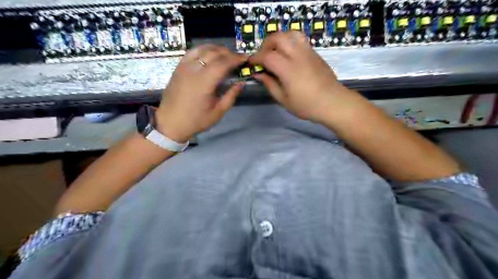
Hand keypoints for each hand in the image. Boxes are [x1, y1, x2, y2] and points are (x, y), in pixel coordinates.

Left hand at [155, 46, 243, 141]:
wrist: (170, 122)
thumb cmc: (196, 120)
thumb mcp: (218, 112)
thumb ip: (231, 96)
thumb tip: (241, 83)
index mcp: (204, 82)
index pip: (223, 63)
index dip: (235, 59)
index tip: (245, 58)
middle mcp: (193, 70)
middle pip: (213, 53)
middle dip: (228, 53)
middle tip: (238, 57)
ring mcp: (184, 67)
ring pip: (202, 49)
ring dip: (216, 49)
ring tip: (226, 54)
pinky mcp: (178, 67)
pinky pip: (192, 52)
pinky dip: (204, 50)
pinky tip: (209, 55)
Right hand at [249, 31, 357, 121]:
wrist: (333, 102)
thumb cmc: (306, 105)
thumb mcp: (284, 100)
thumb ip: (269, 84)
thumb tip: (258, 74)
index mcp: (288, 70)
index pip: (267, 56)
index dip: (256, 58)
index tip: (251, 63)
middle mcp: (298, 56)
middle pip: (278, 38)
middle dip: (266, 44)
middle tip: (263, 57)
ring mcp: (308, 52)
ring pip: (290, 33)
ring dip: (279, 39)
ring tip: (276, 52)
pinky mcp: (315, 53)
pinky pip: (300, 39)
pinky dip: (290, 42)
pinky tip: (288, 55)